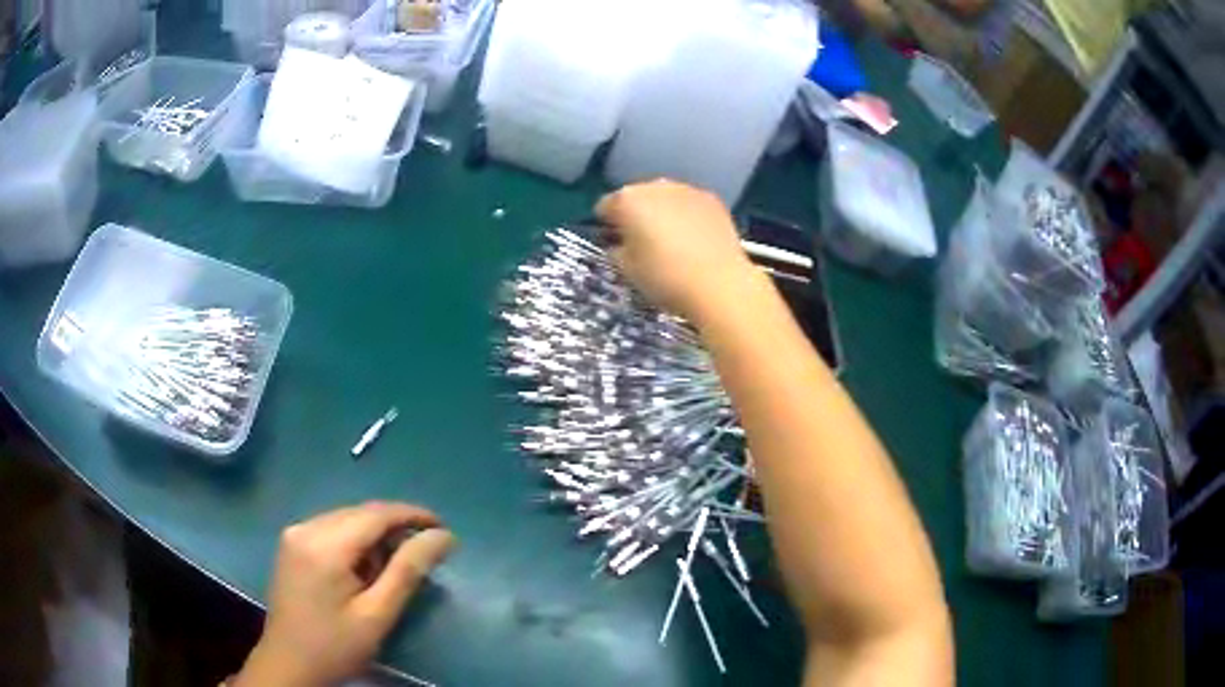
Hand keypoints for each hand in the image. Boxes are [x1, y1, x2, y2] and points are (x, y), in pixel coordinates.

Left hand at [235, 502, 455, 686]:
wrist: (289, 665)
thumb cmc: (336, 646)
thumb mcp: (377, 614)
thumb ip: (408, 570)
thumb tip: (443, 536)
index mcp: (324, 545)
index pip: (376, 514)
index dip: (413, 515)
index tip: (444, 528)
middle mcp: (305, 528)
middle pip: (360, 513)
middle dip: (395, 528)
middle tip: (423, 555)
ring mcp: (294, 534)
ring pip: (346, 520)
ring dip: (374, 536)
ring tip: (393, 569)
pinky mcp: (290, 544)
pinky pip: (331, 529)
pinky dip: (354, 542)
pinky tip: (363, 569)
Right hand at [595, 180, 756, 325]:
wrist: (718, 284)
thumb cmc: (664, 278)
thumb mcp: (627, 270)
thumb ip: (616, 250)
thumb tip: (619, 243)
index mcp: (627, 201)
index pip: (605, 206)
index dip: (606, 225)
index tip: (613, 242)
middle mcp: (655, 186)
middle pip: (636, 197)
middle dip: (635, 214)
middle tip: (641, 242)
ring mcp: (686, 189)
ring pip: (664, 197)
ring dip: (662, 212)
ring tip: (670, 240)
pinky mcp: (711, 199)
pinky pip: (689, 204)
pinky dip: (686, 215)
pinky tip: (693, 239)